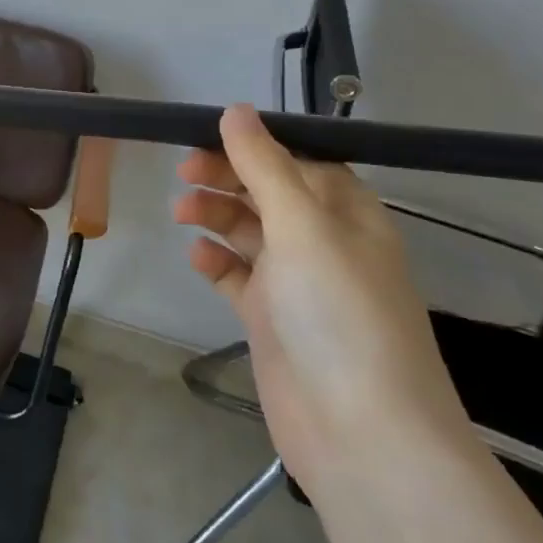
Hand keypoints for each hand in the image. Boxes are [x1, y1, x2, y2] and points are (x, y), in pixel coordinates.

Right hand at [173, 105, 466, 487]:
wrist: (360, 432)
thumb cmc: (338, 313)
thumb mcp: (302, 226)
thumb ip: (264, 166)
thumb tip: (236, 110)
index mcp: (348, 215)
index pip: (300, 161)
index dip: (256, 145)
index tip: (207, 135)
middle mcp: (324, 243)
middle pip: (269, 193)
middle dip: (227, 177)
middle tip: (183, 172)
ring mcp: (297, 284)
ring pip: (249, 232)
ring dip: (216, 215)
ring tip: (182, 213)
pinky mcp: (271, 319)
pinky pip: (238, 276)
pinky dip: (216, 261)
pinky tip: (198, 257)